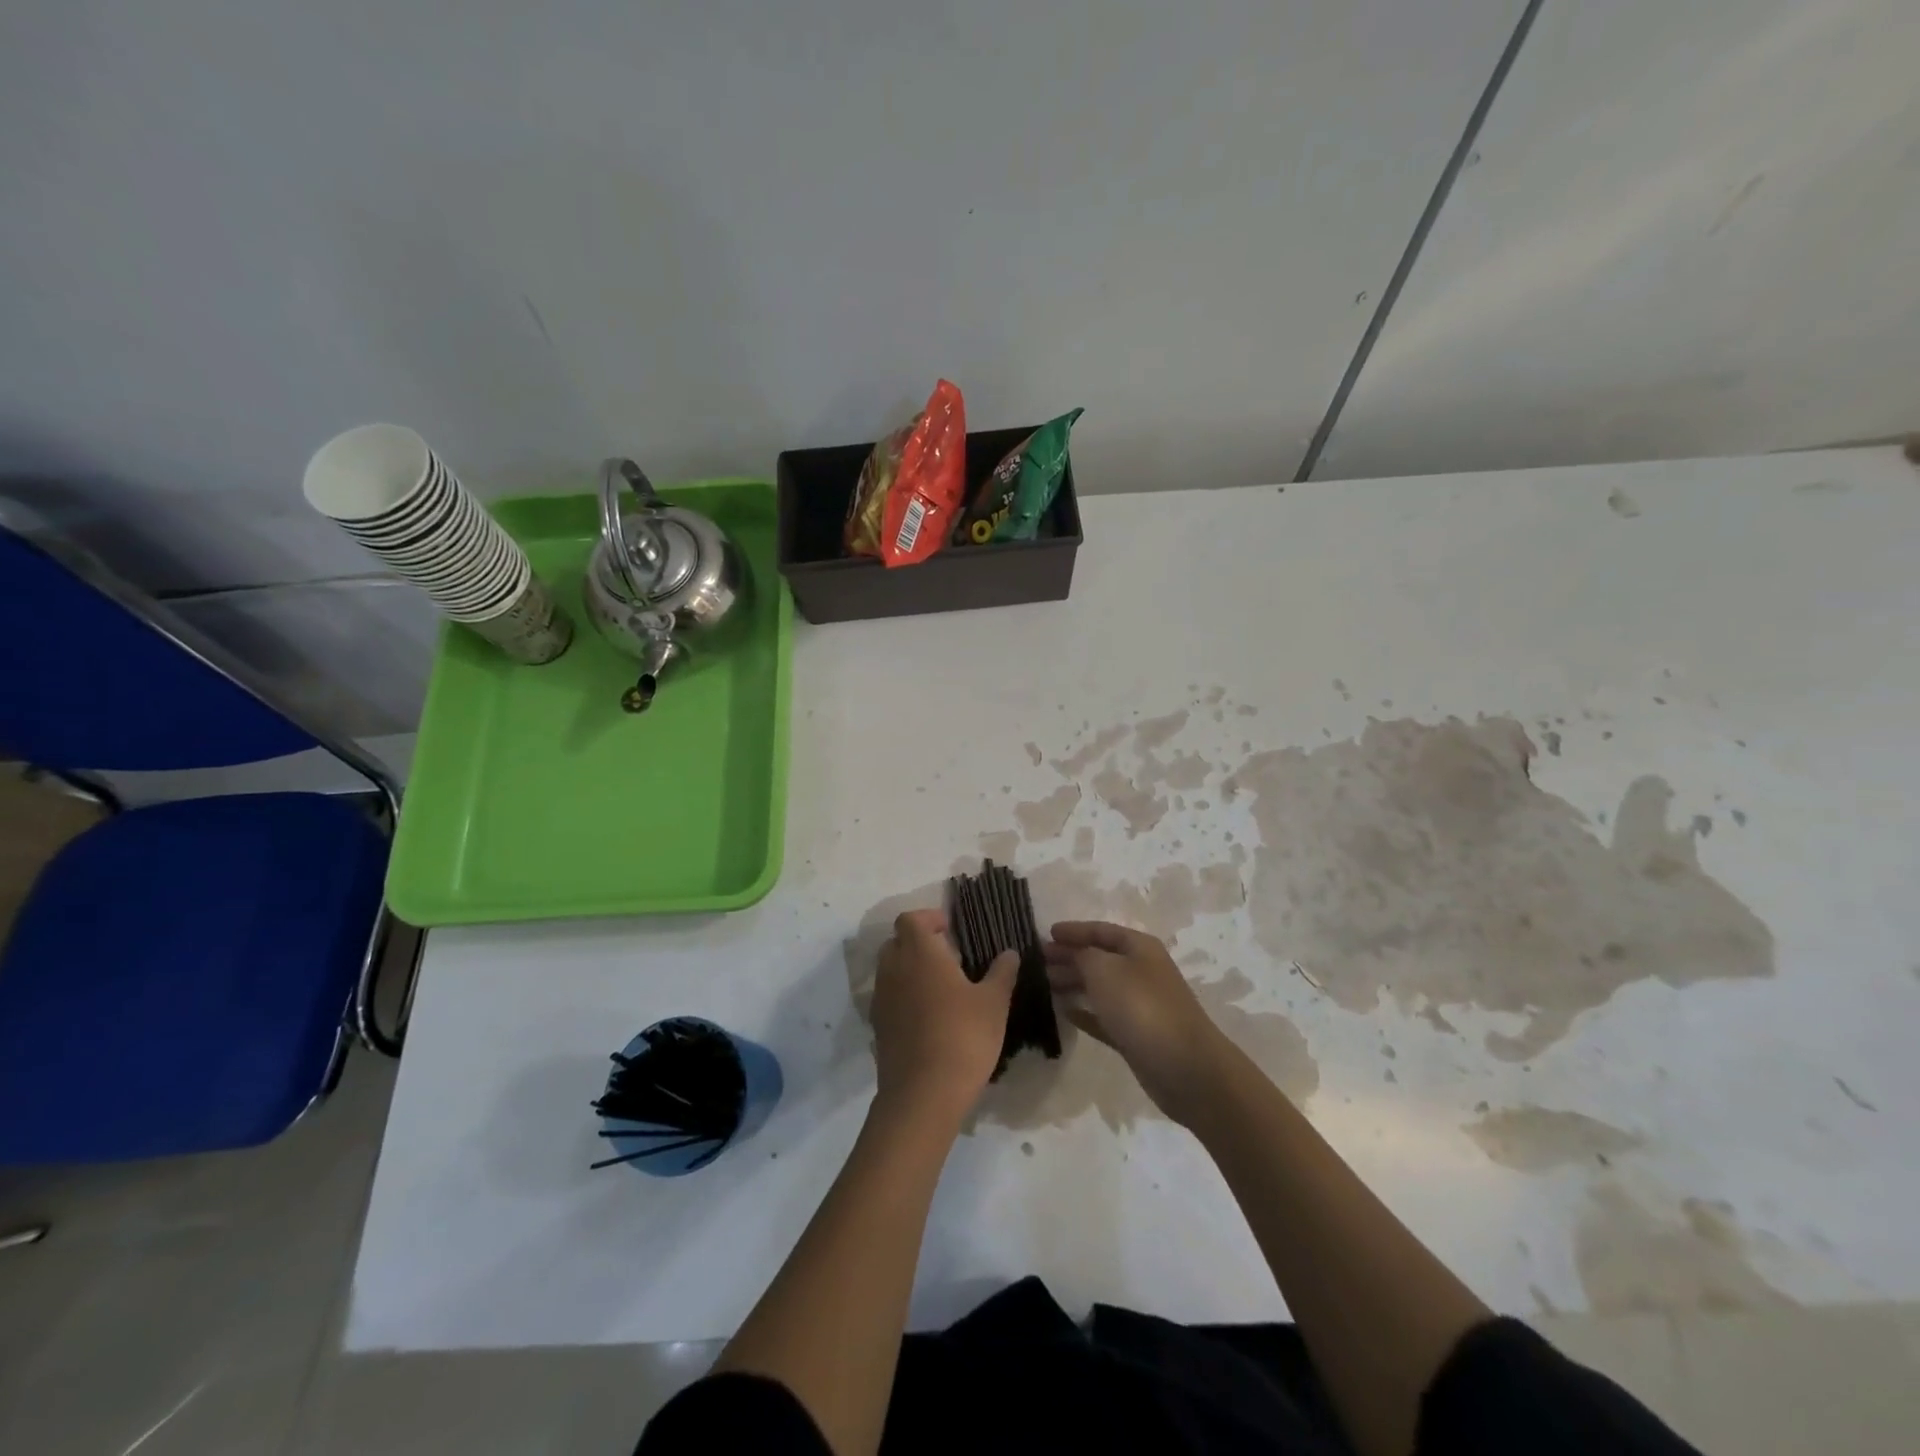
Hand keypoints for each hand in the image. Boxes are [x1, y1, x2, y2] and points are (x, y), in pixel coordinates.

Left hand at [870, 910, 1016, 1124]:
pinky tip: (929, 1016)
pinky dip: (904, 996)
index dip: (929, 918)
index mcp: (919, 953)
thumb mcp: (993, 1003)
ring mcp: (881, 999)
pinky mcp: (878, 1026)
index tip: (951, 930)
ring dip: (910, 969)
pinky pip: (889, 997)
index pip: (910, 919)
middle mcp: (893, 969)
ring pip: (890, 970)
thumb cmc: (963, 1037)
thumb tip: (1009, 953)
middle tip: (948, 956)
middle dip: (918, 942)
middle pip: (897, 941)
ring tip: (941, 987)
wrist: (923, 1094)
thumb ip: (1001, 973)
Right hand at [1044, 922, 1229, 1124]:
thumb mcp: (1104, 969)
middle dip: (1069, 957)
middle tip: (1038, 962)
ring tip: (1045, 984)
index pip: (1100, 930)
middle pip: (1099, 958)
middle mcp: (1141, 971)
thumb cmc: (1141, 1007)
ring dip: (1073, 983)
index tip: (1047, 933)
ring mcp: (1140, 1004)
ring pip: (1100, 987)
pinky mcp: (1136, 1035)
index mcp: (1138, 947)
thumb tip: (1073, 954)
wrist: (1184, 1066)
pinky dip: (1085, 1013)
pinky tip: (1065, 1013)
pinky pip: (1104, 1017)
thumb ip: (1083, 955)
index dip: (1074, 930)